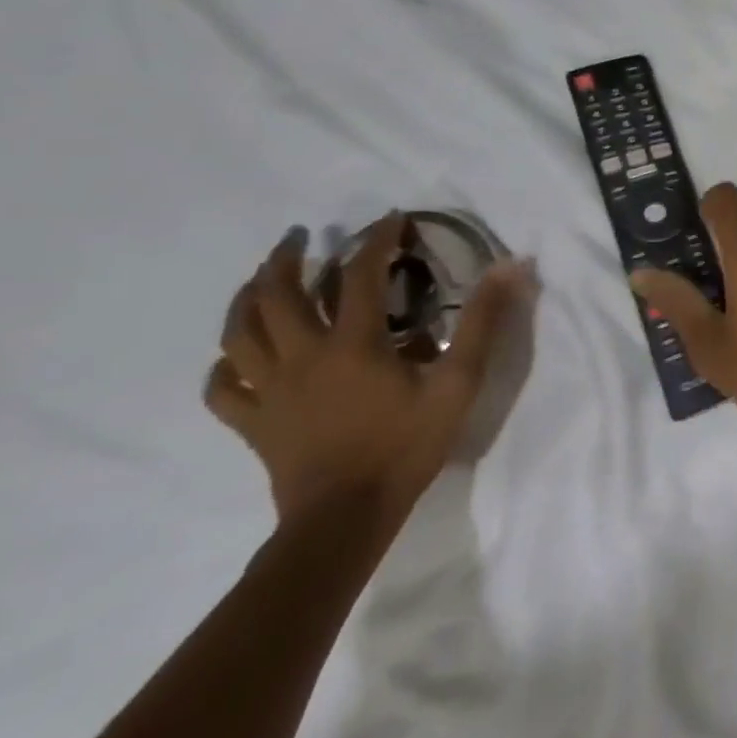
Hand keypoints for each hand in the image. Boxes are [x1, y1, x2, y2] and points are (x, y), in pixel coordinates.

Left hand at [204, 215, 533, 529]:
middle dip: (287, 259)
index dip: (376, 241)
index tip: (391, 219)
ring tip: (260, 280)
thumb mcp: (459, 382)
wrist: (345, 518)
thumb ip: (484, 323)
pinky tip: (237, 357)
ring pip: (239, 334)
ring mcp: (270, 391)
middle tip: (302, 238)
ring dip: (246, 299)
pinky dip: (227, 366)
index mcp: (352, 344)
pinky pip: (225, 389)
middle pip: (277, 296)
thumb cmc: (407, 446)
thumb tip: (511, 268)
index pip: (359, 275)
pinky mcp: (253, 423)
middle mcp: (302, 357)